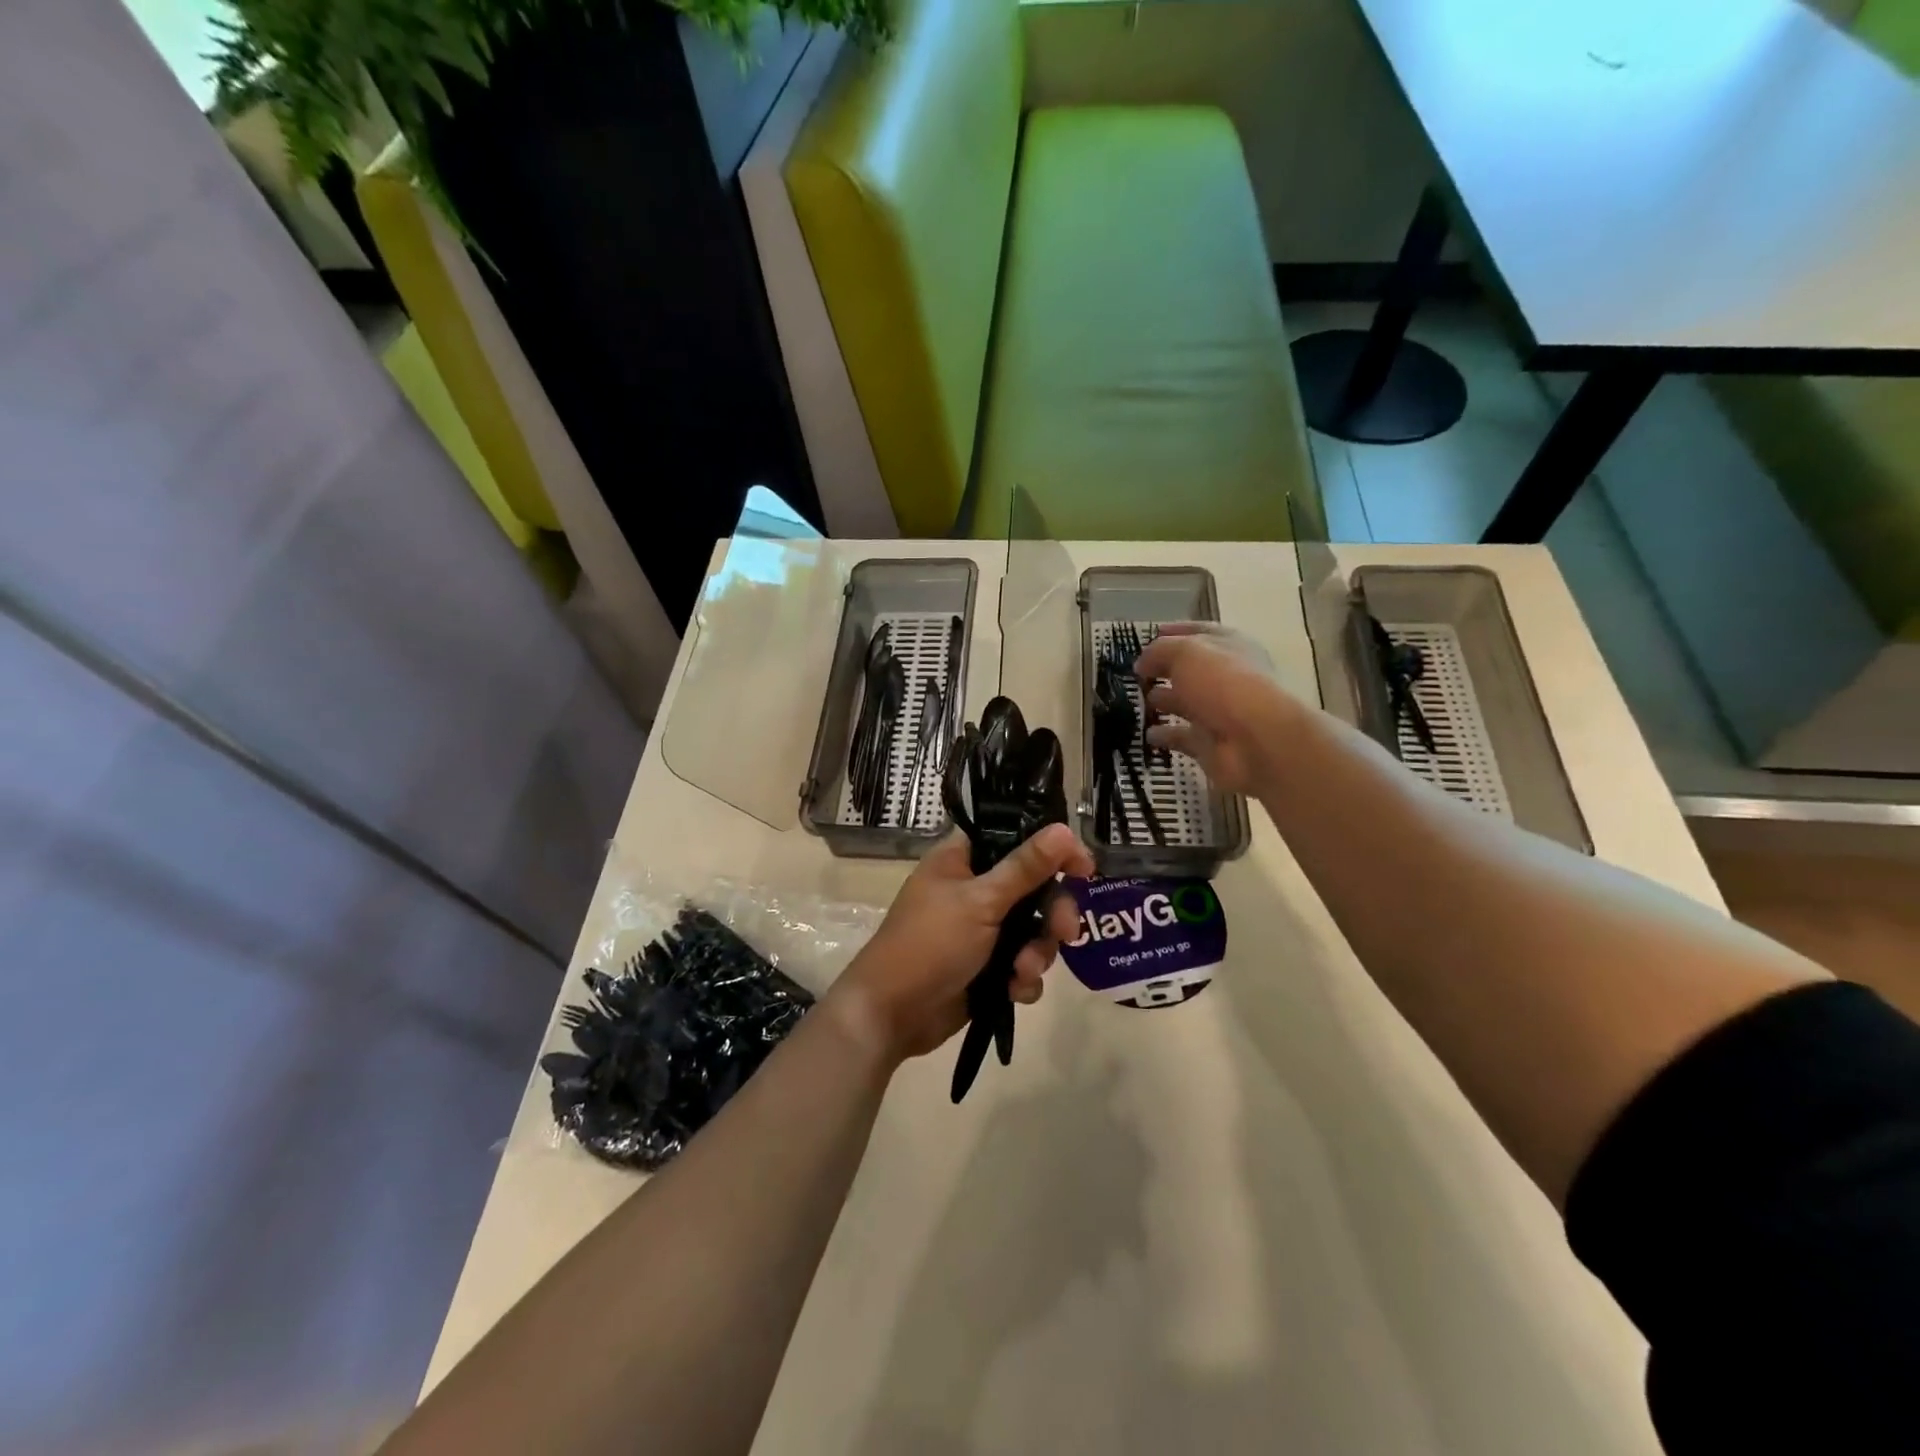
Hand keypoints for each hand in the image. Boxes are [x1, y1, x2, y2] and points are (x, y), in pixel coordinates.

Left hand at [826, 824, 1094, 1064]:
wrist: (891, 1015)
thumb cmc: (929, 944)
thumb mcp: (980, 902)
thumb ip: (1025, 868)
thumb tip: (1065, 828)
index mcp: (963, 859)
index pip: (1017, 839)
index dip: (1052, 850)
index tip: (1083, 867)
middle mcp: (975, 888)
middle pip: (1034, 888)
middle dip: (1052, 913)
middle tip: (1066, 931)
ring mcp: (982, 929)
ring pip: (1033, 930)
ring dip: (1037, 952)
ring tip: (1022, 972)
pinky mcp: (987, 967)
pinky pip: (1023, 964)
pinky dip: (1023, 978)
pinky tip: (1014, 992)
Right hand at [1134, 623, 1300, 795]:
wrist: (1256, 742)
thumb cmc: (1224, 684)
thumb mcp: (1186, 652)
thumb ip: (1160, 651)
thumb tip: (1142, 663)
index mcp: (1230, 646)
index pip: (1200, 633)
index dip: (1174, 632)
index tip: (1149, 635)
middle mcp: (1228, 677)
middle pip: (1191, 670)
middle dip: (1164, 670)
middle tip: (1135, 674)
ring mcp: (1221, 712)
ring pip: (1186, 703)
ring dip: (1163, 701)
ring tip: (1136, 702)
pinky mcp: (1211, 743)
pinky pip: (1182, 737)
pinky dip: (1165, 735)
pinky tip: (1146, 733)